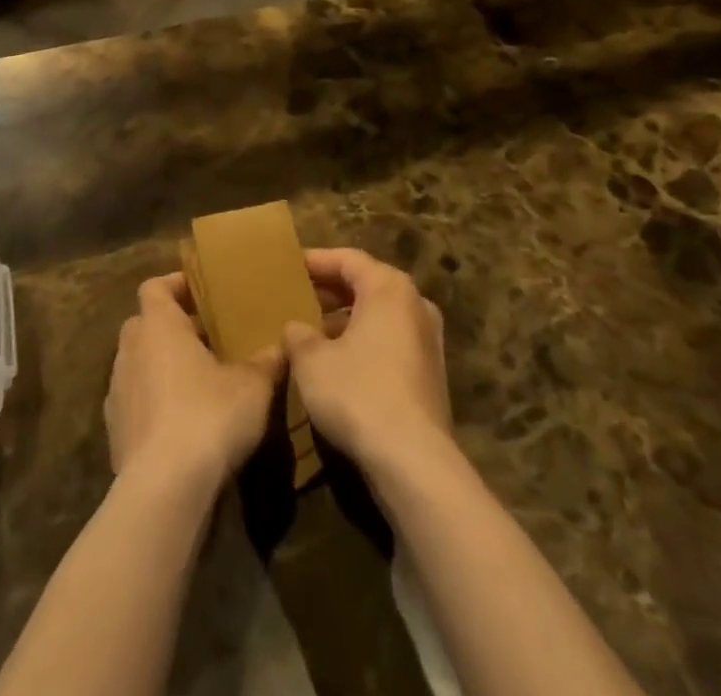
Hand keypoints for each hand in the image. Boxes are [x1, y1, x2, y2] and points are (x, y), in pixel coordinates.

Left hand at [106, 273, 283, 492]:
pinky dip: (154, 402)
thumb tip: (282, 346)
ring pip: (138, 362)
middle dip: (173, 327)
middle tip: (207, 337)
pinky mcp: (114, 430)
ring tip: (198, 381)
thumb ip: (267, 362)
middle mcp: (130, 349)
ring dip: (162, 366)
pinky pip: (135, 401)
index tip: (202, 292)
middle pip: (145, 323)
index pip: (155, 287)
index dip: (176, 284)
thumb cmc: (209, 416)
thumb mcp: (253, 386)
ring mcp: (117, 390)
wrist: (164, 489)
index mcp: (158, 325)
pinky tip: (181, 423)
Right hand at [282, 248, 452, 474]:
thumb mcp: (311, 360)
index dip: (316, 260)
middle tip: (298, 296)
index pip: (348, 259)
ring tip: (313, 331)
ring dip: (347, 319)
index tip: (290, 266)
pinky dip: (364, 342)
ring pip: (380, 315)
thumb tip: (296, 328)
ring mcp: (428, 341)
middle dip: (331, 290)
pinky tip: (339, 363)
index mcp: (389, 288)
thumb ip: (298, 335)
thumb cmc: (358, 393)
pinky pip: (391, 341)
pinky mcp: (431, 375)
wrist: (414, 461)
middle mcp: (415, 305)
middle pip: (367, 284)